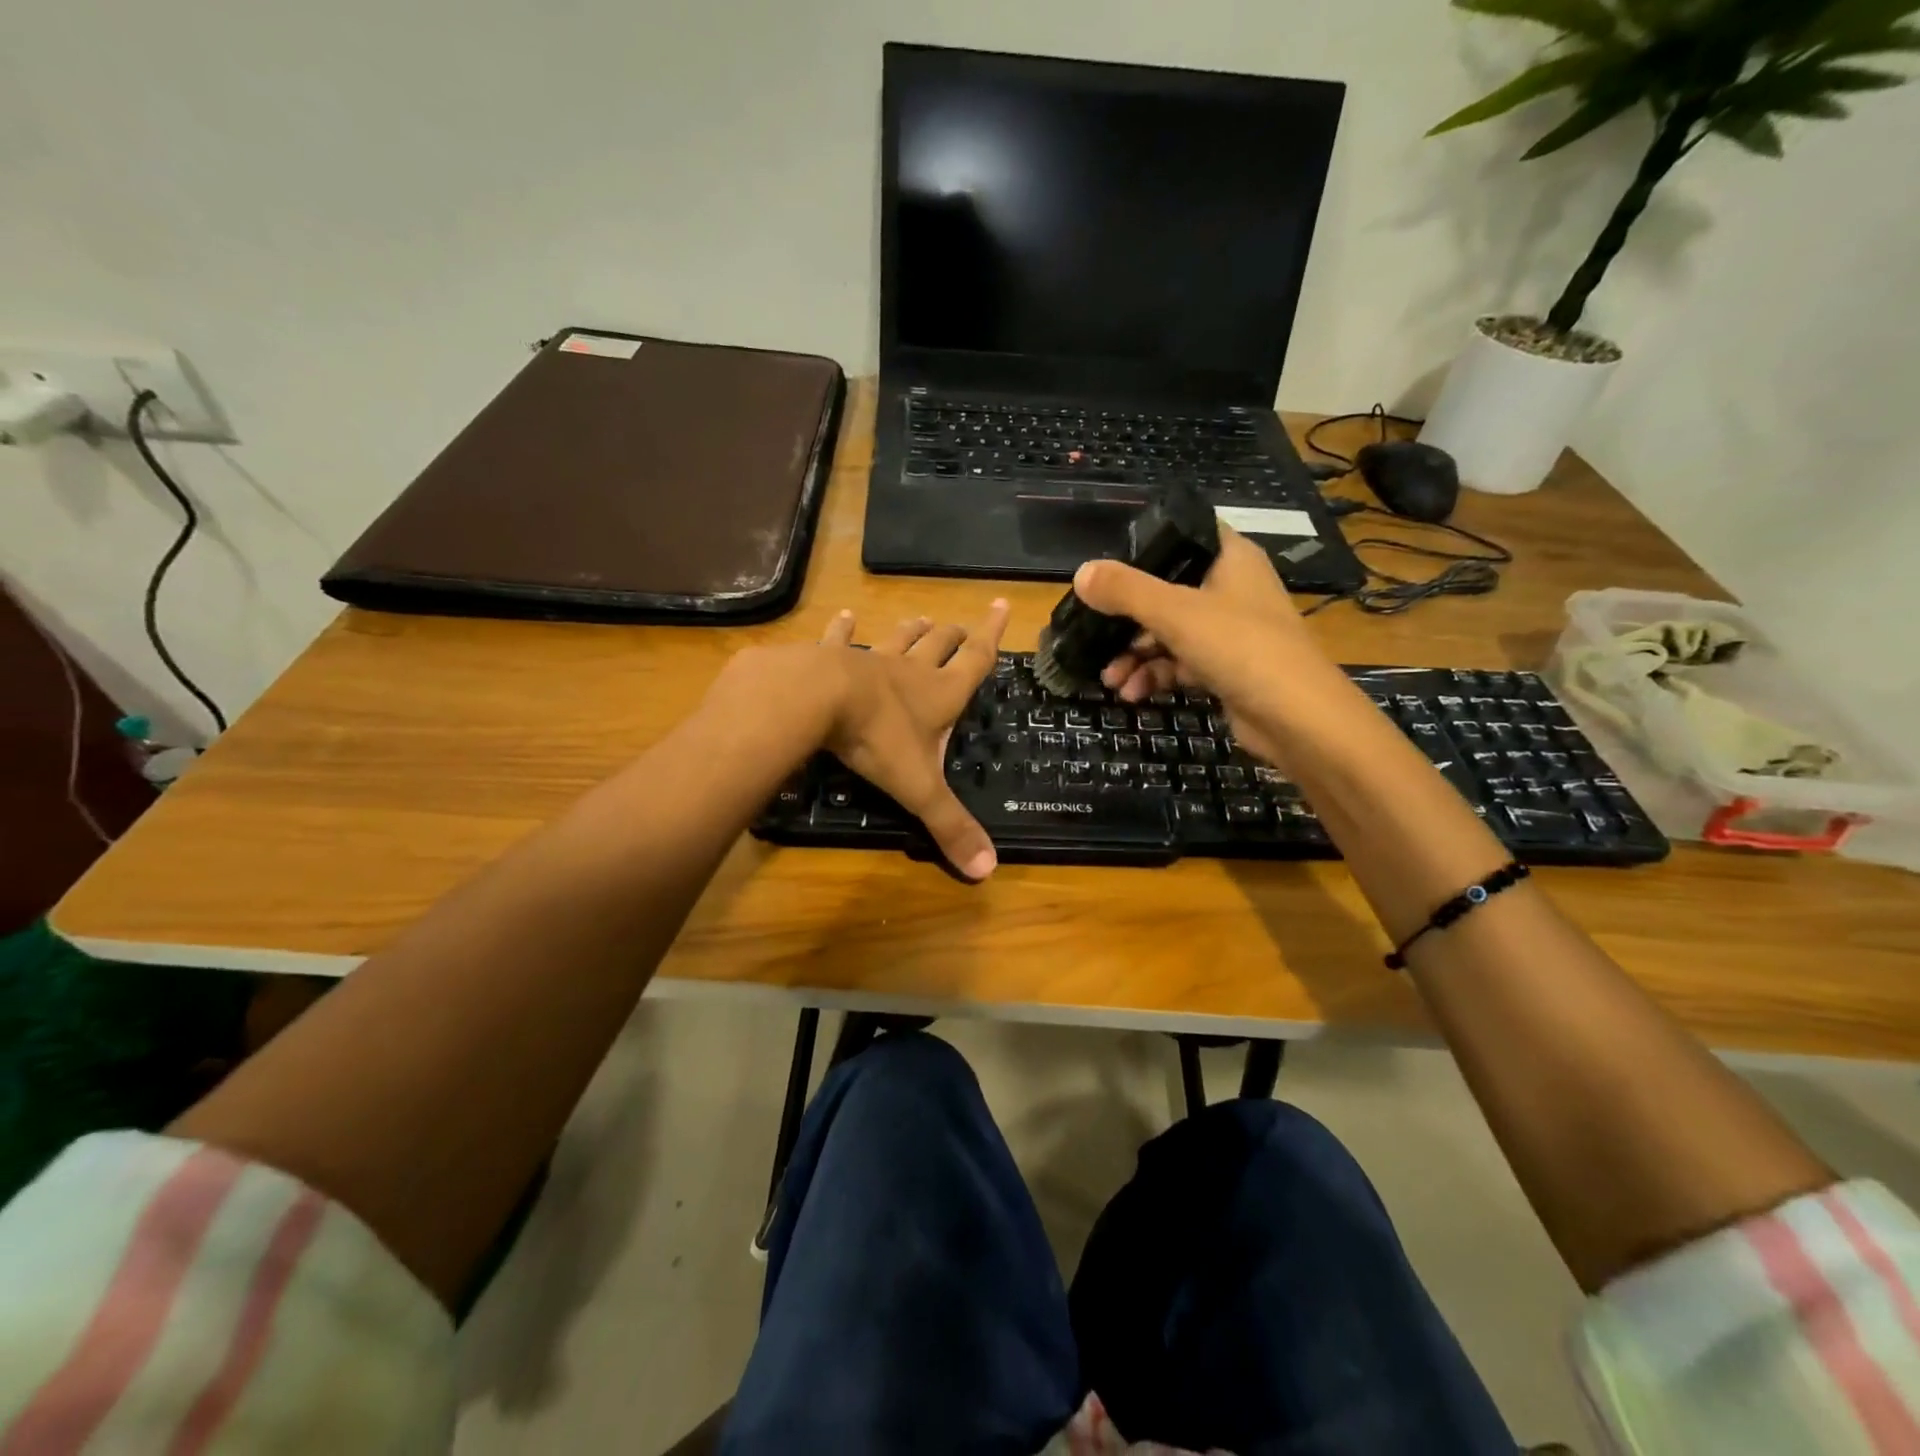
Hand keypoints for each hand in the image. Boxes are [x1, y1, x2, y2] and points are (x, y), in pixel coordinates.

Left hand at [816, 600, 1010, 879]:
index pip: (977, 659)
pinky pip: (840, 639)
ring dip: (912, 631)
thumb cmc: (876, 739)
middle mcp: (911, 672)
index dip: (992, 634)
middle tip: (962, 627)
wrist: (815, 699)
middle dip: (954, 636)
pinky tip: (845, 616)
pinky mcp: (830, 658)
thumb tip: (987, 871)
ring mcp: (870, 661)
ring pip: (898, 640)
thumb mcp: (918, 787)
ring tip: (921, 619)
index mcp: (940, 694)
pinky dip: (843, 629)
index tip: (1001, 604)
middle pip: (940, 646)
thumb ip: (950, 826)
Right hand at [1072, 527, 1345, 766]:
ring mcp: (1230, 632)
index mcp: (1230, 559)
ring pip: (1169, 633)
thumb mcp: (1175, 613)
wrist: (1298, 719)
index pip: (1184, 534)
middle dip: (1127, 619)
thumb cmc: (1241, 647)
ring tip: (1111, 680)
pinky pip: (1181, 664)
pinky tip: (1133, 694)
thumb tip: (1080, 573)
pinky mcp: (1227, 669)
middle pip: (1167, 590)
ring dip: (1136, 655)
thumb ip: (1125, 591)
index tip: (1108, 568)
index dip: (1145, 546)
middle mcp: (1231, 589)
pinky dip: (1156, 676)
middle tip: (1094, 636)